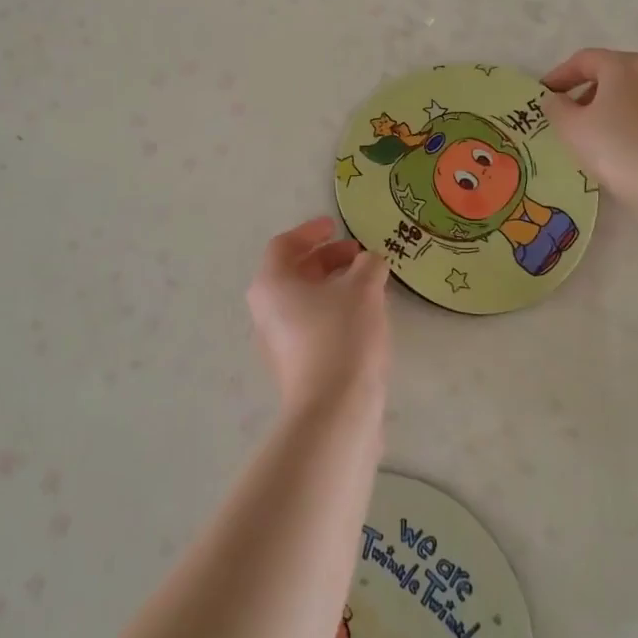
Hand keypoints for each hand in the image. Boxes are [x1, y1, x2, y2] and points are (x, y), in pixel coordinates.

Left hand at [247, 217, 390, 418]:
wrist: (334, 411)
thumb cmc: (341, 336)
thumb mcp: (362, 289)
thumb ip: (368, 265)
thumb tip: (370, 260)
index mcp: (271, 284)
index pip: (284, 245)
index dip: (311, 231)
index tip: (336, 226)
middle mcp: (267, 311)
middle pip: (295, 272)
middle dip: (328, 259)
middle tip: (360, 256)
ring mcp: (279, 342)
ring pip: (306, 301)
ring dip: (335, 287)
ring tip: (369, 286)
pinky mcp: (296, 367)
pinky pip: (313, 325)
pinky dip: (335, 312)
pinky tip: (365, 319)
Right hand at [541, 48, 637, 211]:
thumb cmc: (615, 146)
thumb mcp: (571, 127)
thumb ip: (556, 107)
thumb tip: (555, 99)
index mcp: (622, 66)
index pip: (583, 59)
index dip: (559, 74)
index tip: (543, 94)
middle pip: (609, 74)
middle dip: (583, 91)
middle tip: (564, 114)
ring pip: (628, 95)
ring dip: (604, 108)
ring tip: (588, 134)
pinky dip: (624, 123)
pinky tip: (614, 147)